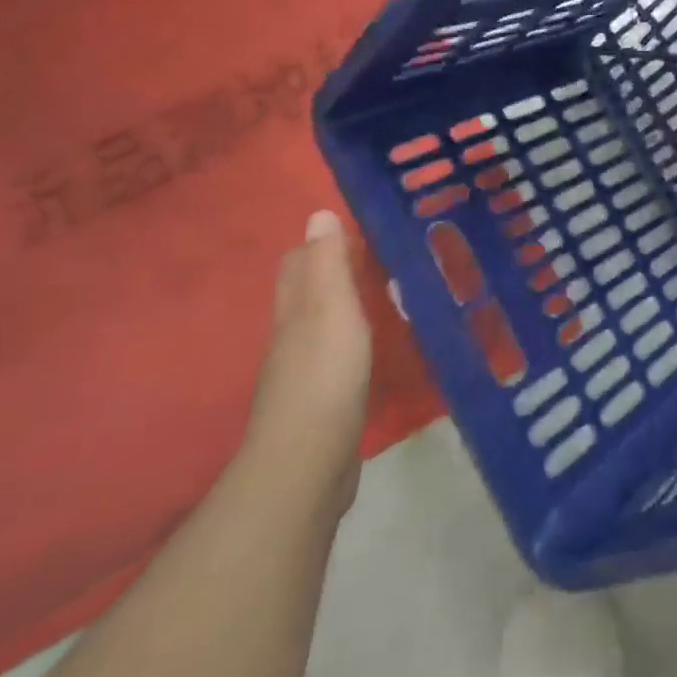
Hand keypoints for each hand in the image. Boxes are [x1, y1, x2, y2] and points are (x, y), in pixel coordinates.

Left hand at [241, 210, 372, 517]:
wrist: (308, 464)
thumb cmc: (324, 375)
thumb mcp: (331, 309)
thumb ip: (328, 264)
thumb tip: (318, 213)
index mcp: (295, 311)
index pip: (298, 264)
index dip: (321, 245)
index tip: (358, 230)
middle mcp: (292, 337)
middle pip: (306, 294)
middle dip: (332, 273)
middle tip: (377, 258)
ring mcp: (304, 374)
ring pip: (321, 326)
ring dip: (344, 307)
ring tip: (384, 295)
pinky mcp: (322, 404)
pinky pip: (335, 358)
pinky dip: (352, 342)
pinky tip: (375, 346)